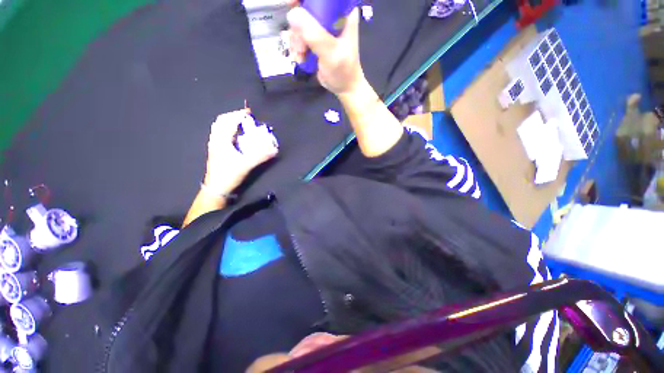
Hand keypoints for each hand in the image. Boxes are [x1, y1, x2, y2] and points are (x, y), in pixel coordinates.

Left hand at [203, 109, 278, 194]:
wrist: (216, 188)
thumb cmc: (229, 175)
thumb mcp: (246, 165)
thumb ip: (260, 156)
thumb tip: (274, 149)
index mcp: (221, 140)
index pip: (229, 121)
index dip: (239, 115)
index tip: (250, 113)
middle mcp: (216, 139)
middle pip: (221, 121)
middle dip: (234, 117)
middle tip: (246, 118)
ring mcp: (214, 145)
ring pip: (220, 128)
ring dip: (230, 123)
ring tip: (242, 125)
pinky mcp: (216, 151)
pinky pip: (221, 135)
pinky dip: (229, 131)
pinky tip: (237, 137)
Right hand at [287, 6, 364, 95]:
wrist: (344, 87)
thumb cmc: (343, 70)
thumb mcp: (331, 52)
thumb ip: (314, 34)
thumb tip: (292, 14)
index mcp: (342, 11)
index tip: (292, 4)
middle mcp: (331, 15)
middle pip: (305, 8)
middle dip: (298, 27)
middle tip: (301, 45)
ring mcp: (321, 28)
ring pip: (298, 23)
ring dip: (296, 41)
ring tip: (302, 55)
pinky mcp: (314, 39)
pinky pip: (298, 36)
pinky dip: (297, 47)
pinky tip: (301, 58)